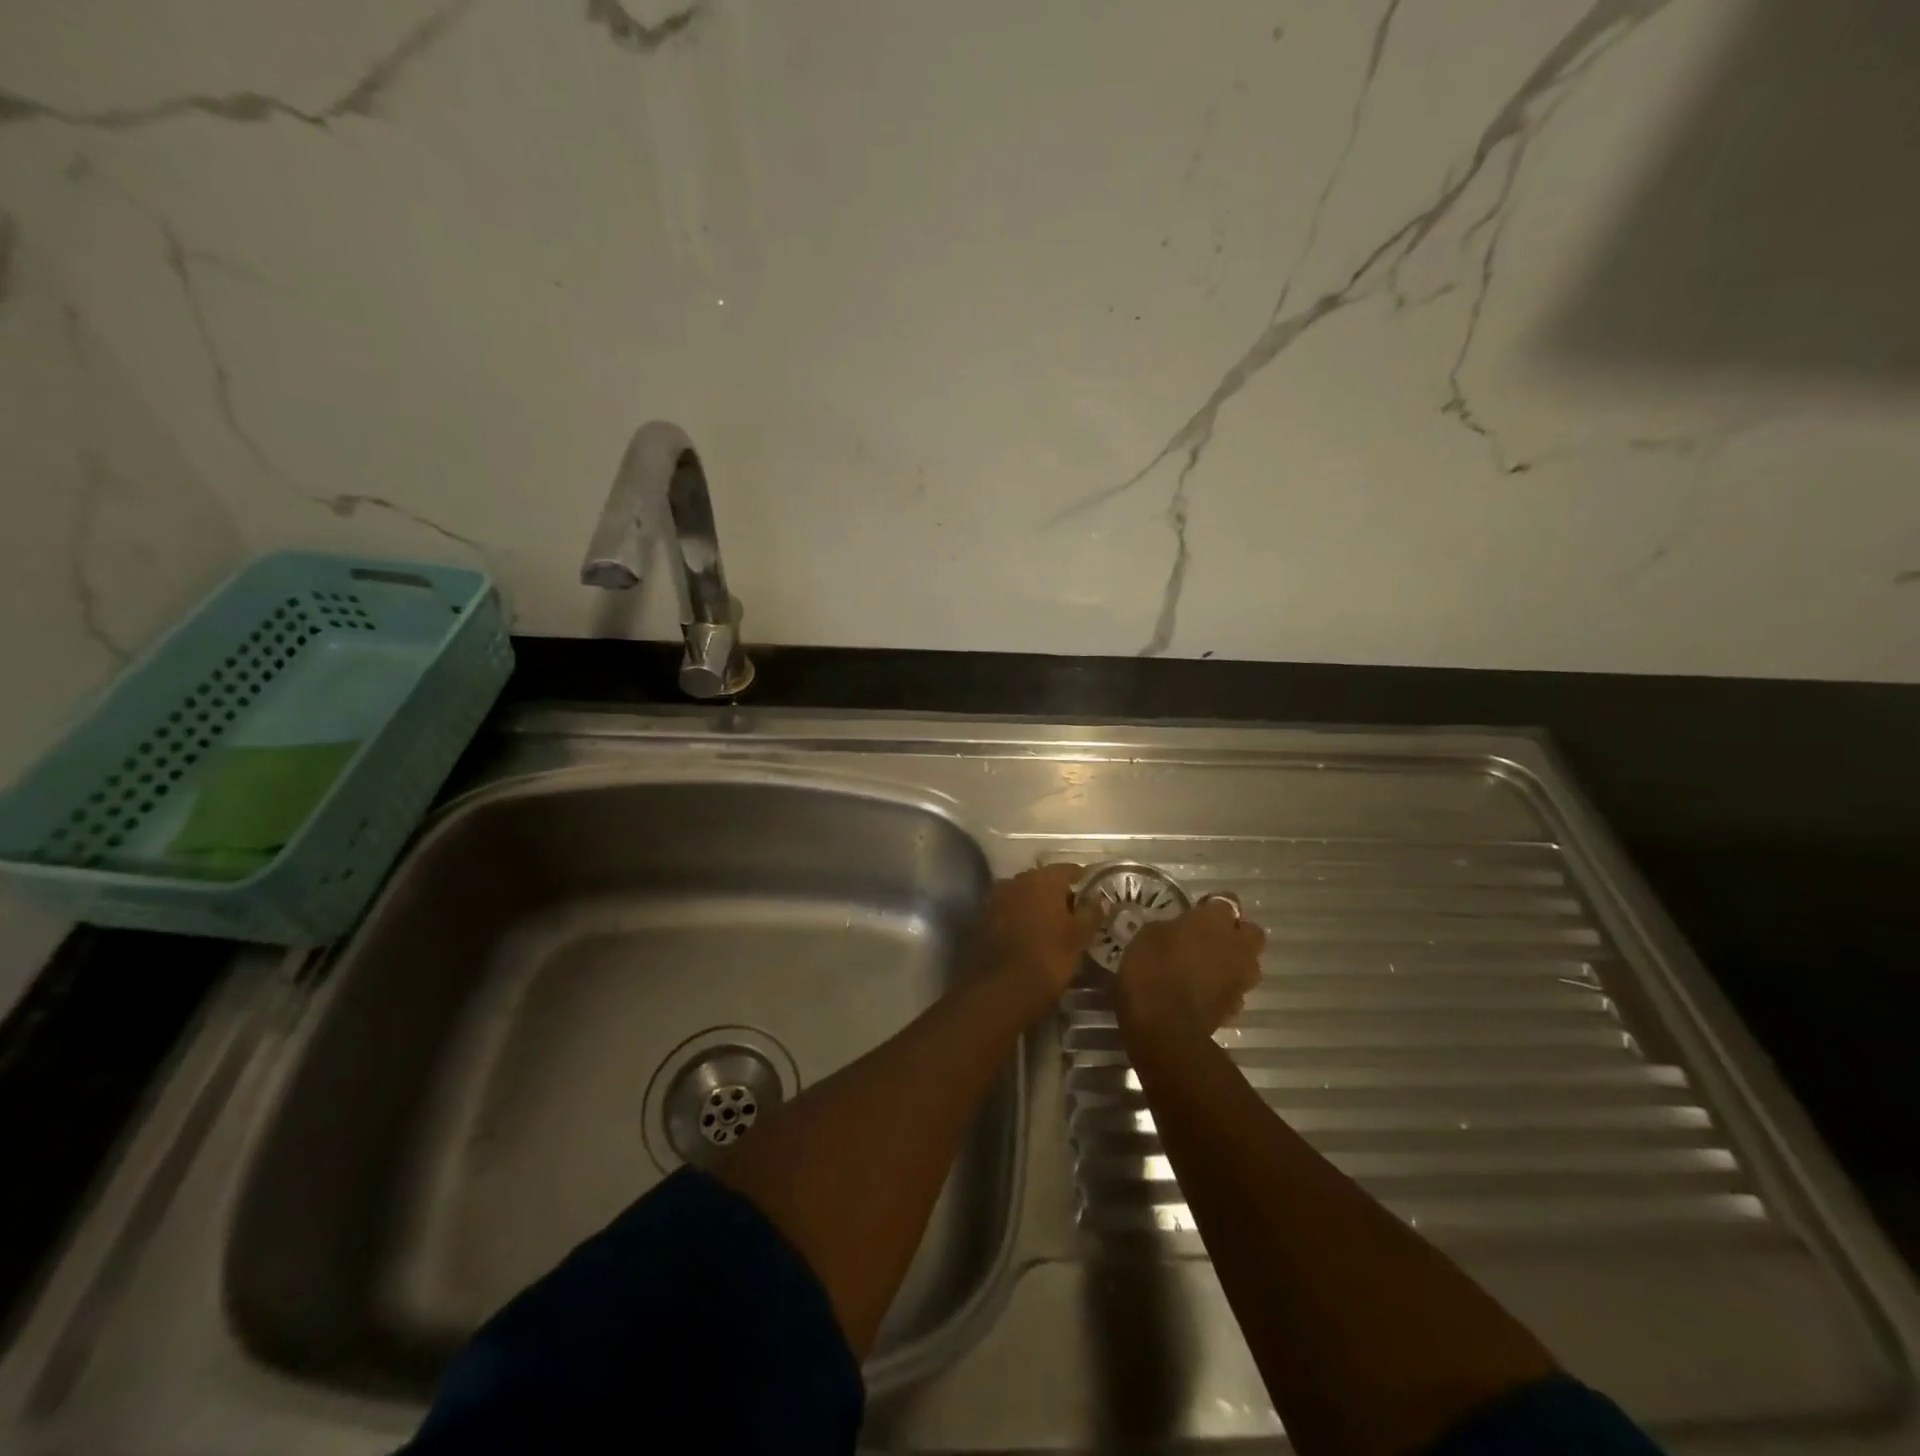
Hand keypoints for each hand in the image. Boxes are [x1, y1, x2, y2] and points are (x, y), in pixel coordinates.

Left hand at [966, 864, 1100, 1016]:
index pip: (1067, 869)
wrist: (999, 989)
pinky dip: (1018, 917)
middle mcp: (1015, 880)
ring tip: (1050, 925)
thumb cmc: (1048, 958)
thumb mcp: (1079, 937)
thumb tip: (1098, 897)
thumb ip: (1091, 912)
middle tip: (1072, 913)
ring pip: (1022, 894)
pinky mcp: (981, 917)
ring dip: (1035, 905)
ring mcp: (995, 897)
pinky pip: (1007, 910)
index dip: (1081, 879)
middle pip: (1042, 880)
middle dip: (1057, 893)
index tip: (1091, 892)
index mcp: (1042, 879)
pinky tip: (1027, 935)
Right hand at [1116, 896, 1266, 1038]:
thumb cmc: (1151, 969)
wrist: (1164, 1026)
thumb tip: (1178, 929)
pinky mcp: (1236, 1006)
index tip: (1195, 911)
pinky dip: (1223, 987)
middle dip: (1235, 933)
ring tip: (1206, 967)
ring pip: (1248, 962)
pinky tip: (1202, 991)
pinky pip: (1235, 988)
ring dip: (1233, 961)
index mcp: (1215, 920)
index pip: (1226, 900)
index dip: (1211, 906)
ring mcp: (1241, 978)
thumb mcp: (1148, 935)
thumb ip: (1172, 927)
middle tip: (1208, 938)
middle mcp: (1237, 945)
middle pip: (1250, 931)